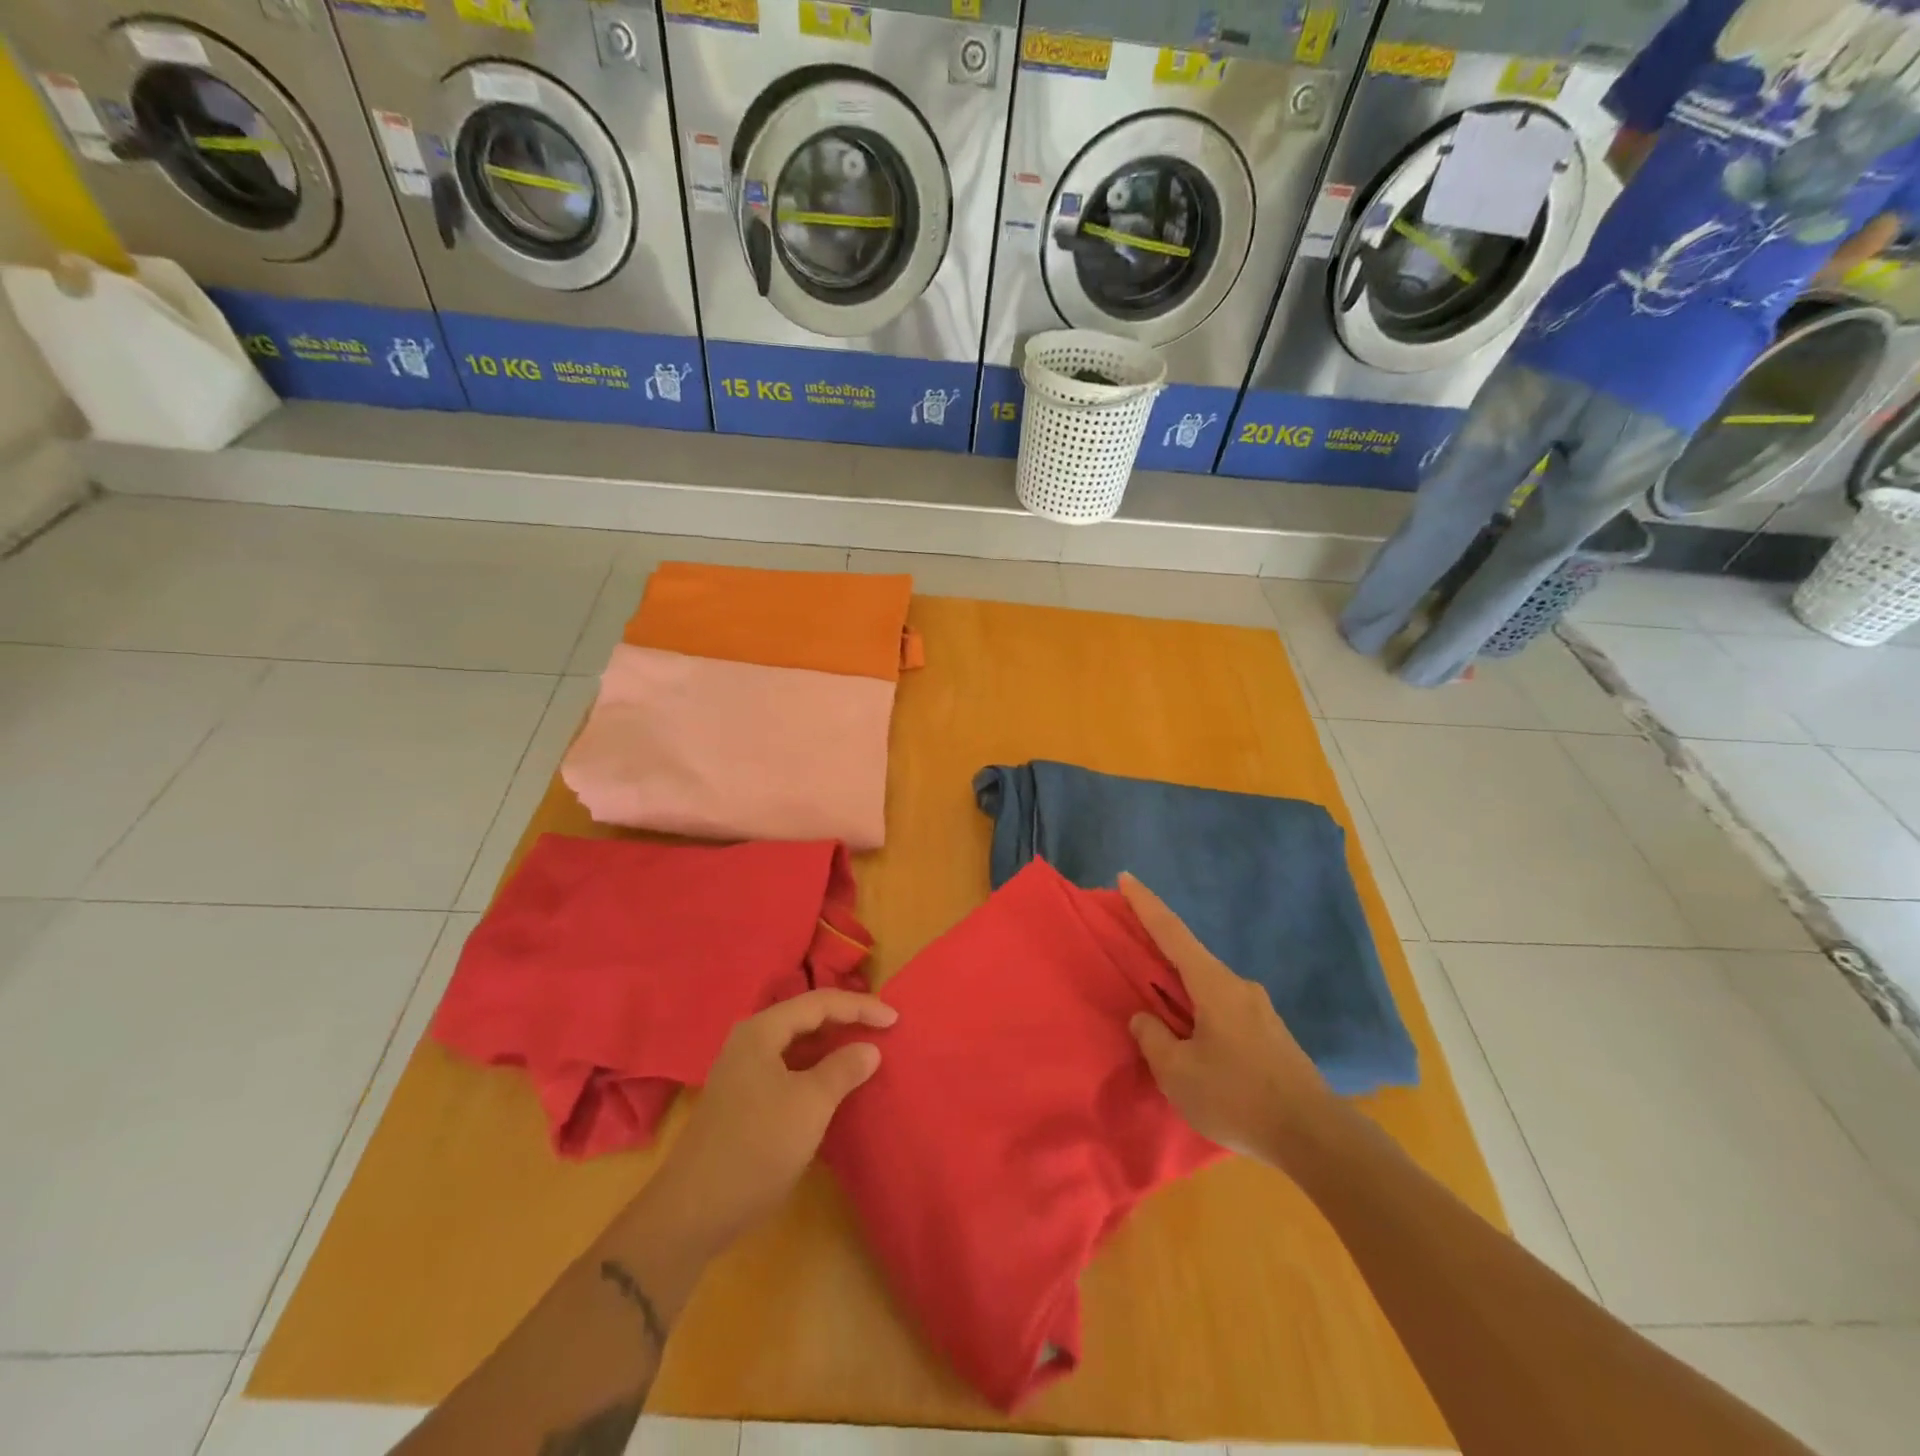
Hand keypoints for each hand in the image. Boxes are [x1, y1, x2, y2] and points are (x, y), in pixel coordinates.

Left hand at [649, 989, 895, 1252]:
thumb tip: (869, 1048)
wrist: (693, 1212)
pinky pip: (789, 1070)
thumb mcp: (810, 1104)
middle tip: (882, 1030)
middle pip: (806, 1018)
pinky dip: (816, 1071)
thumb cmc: (757, 1146)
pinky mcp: (743, 1101)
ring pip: (797, 1046)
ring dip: (831, 1047)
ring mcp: (743, 1073)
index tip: (895, 1020)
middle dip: (845, 1021)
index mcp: (762, 1030)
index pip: (820, 1002)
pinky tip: (834, 1087)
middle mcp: (749, 1042)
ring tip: (865, 1053)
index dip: (860, 1007)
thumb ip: (843, 1069)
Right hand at [1121, 873, 1334, 1163]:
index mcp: (1214, 984)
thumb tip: (1146, 1018)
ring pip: (1208, 988)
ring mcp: (1259, 1011)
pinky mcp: (1270, 1036)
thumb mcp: (1178, 1073)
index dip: (1145, 904)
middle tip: (1132, 950)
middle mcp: (1238, 987)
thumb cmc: (1239, 1097)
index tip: (1126, 877)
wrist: (1316, 1138)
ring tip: (1159, 1011)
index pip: (1172, 932)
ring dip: (1181, 991)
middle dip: (1160, 952)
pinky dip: (1199, 1012)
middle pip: (1190, 958)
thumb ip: (1154, 1039)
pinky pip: (1223, 1010)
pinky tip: (1193, 1042)